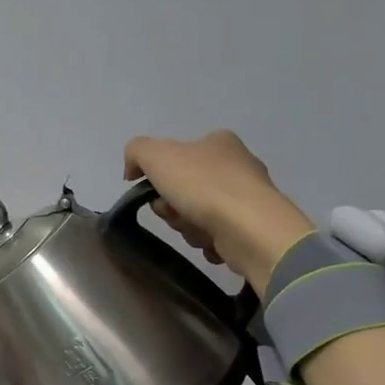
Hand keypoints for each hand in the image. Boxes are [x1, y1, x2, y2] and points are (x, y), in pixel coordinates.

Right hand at [123, 130, 313, 287]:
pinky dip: (209, 242)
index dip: (159, 179)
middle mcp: (236, 165)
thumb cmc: (203, 186)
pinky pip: (216, 236)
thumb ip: (136, 152)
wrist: (249, 228)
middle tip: (177, 214)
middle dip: (173, 208)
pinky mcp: (252, 227)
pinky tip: (215, 242)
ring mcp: (246, 197)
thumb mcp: (157, 155)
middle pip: (183, 191)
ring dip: (189, 227)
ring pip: (197, 216)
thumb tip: (132, 170)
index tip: (158, 194)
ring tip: (200, 231)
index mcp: (218, 142)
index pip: (175, 158)